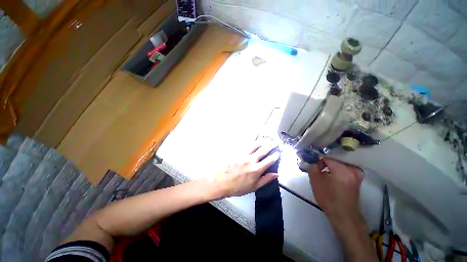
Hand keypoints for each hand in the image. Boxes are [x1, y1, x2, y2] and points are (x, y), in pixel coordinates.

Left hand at [209, 143, 279, 197]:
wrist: (221, 182)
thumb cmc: (237, 187)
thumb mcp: (253, 187)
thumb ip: (265, 180)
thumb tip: (275, 175)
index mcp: (257, 170)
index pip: (269, 160)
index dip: (275, 156)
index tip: (277, 153)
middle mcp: (251, 160)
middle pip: (263, 150)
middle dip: (271, 145)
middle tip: (274, 142)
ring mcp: (243, 155)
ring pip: (255, 145)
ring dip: (261, 141)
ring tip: (265, 139)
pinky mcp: (237, 152)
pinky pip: (245, 145)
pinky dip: (251, 142)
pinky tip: (253, 141)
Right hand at [308, 158, 362, 220]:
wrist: (343, 215)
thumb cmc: (328, 198)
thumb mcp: (315, 181)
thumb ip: (312, 166)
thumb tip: (311, 159)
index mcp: (342, 169)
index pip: (326, 157)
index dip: (317, 160)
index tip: (311, 164)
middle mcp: (352, 168)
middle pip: (333, 159)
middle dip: (323, 163)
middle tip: (316, 168)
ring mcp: (356, 174)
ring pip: (338, 164)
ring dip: (329, 166)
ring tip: (322, 172)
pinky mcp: (357, 179)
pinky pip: (344, 169)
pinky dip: (336, 170)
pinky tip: (330, 176)